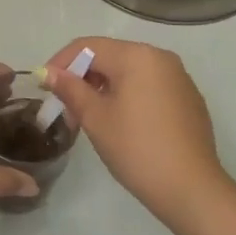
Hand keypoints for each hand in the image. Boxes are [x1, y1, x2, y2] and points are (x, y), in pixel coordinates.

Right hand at [42, 37, 232, 228]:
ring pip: (130, 72)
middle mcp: (161, 57)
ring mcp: (179, 78)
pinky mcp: (188, 99)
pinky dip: (128, 96)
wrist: (191, 188)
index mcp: (137, 55)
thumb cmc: (136, 148)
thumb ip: (70, 89)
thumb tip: (48, 72)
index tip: (44, 88)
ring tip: (89, 119)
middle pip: (110, 56)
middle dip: (82, 78)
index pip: (88, 46)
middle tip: (65, 109)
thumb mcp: (95, 118)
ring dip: (103, 88)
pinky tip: (121, 125)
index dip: (61, 63)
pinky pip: (149, 86)